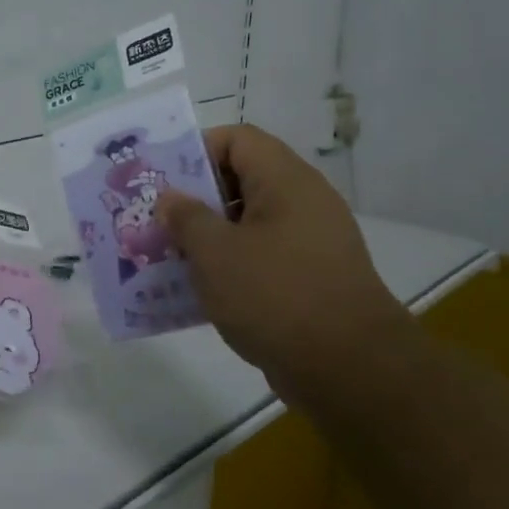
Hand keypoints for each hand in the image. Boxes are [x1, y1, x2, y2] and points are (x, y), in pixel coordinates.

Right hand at [156, 125, 411, 388]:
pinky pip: (261, 256)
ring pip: (248, 222)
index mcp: (285, 181)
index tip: (163, 182)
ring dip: (208, 236)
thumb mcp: (215, 252)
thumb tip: (170, 199)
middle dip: (195, 199)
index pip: (237, 139)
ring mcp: (310, 241)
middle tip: (158, 221)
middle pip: (241, 179)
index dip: (196, 151)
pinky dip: (230, 265)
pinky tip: (200, 290)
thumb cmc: (275, 295)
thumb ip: (185, 218)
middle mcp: (303, 202)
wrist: (350, 369)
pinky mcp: (311, 278)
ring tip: (170, 257)